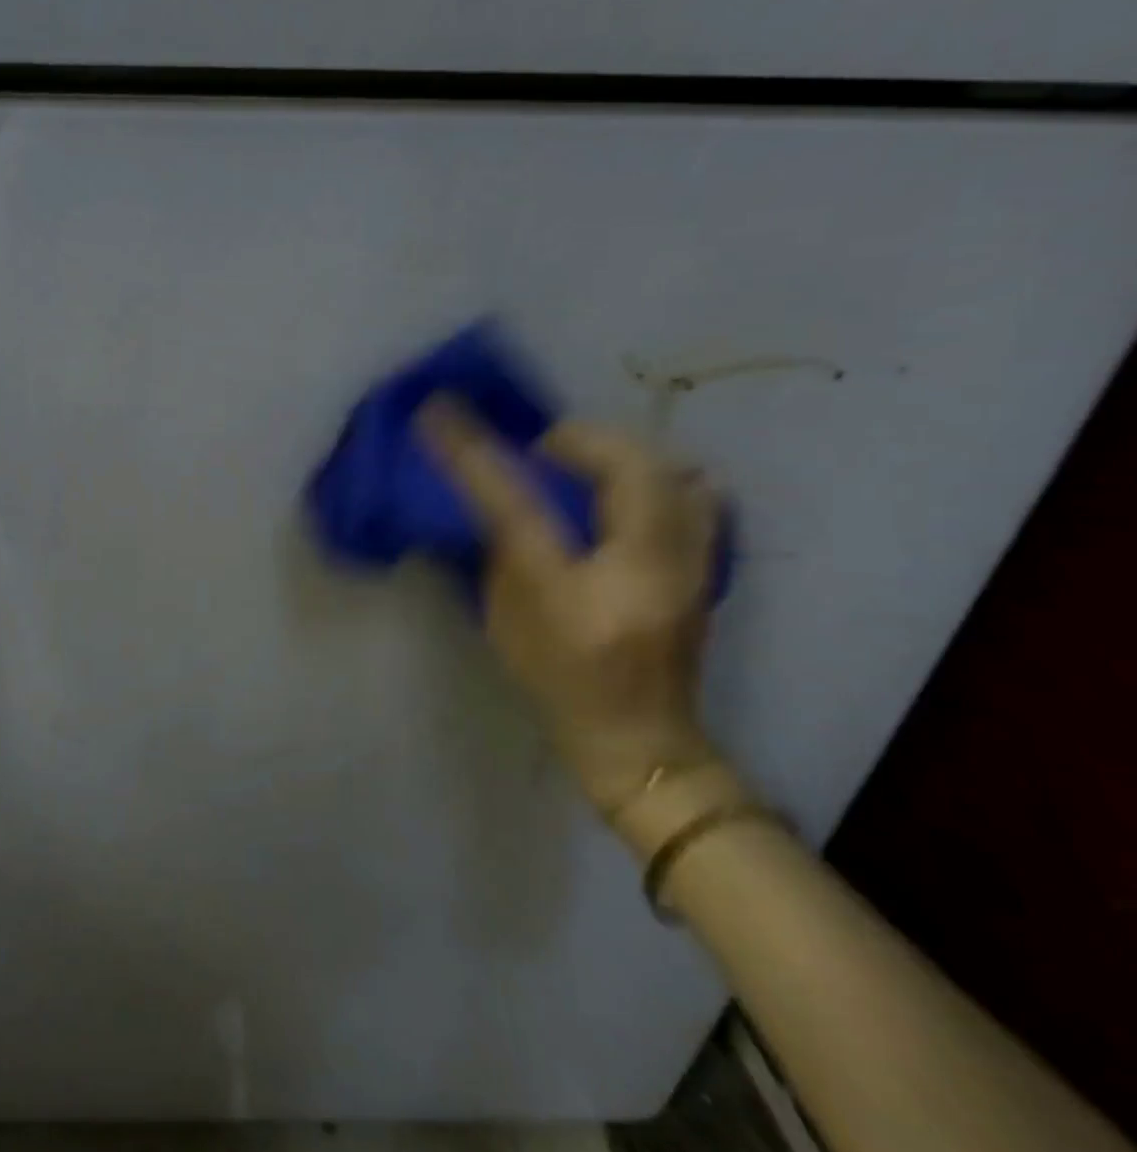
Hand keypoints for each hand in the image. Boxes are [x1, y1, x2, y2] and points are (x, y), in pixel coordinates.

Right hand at [418, 401, 721, 812]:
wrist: (640, 738)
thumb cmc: (558, 684)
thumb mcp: (506, 620)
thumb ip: (501, 549)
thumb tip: (494, 493)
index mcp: (576, 594)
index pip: (520, 506)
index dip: (477, 455)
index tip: (442, 412)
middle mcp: (645, 570)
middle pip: (625, 465)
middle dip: (575, 441)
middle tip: (541, 454)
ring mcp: (692, 565)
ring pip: (670, 469)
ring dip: (619, 455)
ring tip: (586, 470)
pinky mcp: (710, 563)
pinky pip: (694, 491)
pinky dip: (657, 476)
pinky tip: (628, 495)